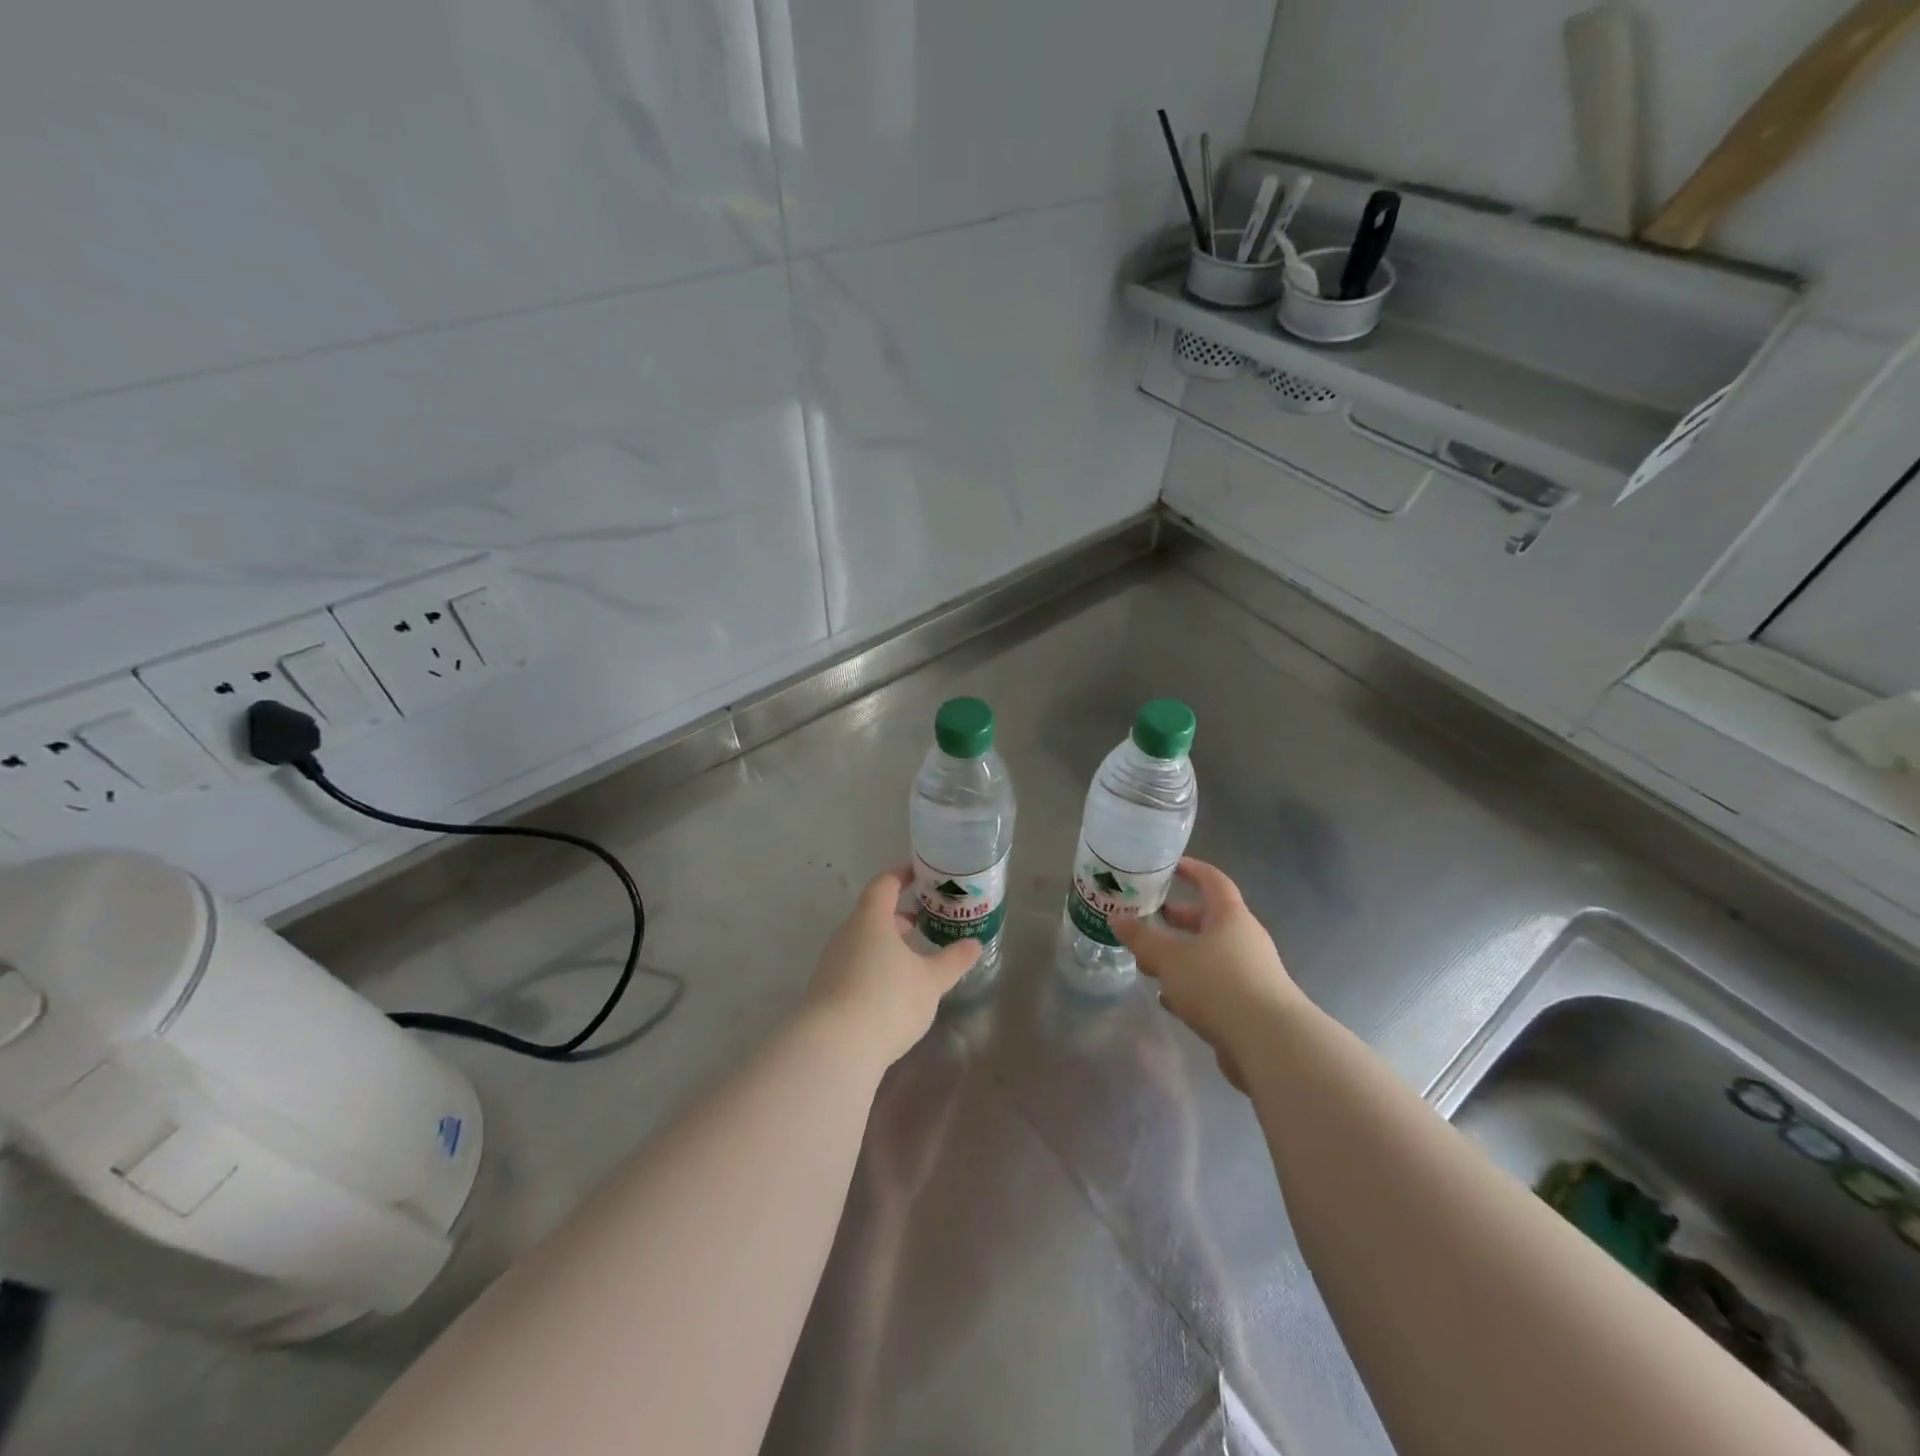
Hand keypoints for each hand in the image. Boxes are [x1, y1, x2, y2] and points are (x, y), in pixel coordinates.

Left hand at [803, 867, 979, 1066]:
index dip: (902, 876)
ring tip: (913, 958)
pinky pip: (854, 966)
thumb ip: (953, 960)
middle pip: (872, 914)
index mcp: (871, 919)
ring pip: (863, 942)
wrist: (833, 1049)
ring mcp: (831, 963)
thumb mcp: (931, 981)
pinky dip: (874, 966)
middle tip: (923, 922)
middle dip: (898, 916)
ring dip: (887, 944)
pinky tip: (891, 989)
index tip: (920, 875)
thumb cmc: (887, 1000)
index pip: (884, 885)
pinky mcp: (825, 991)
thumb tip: (974, 944)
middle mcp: (847, 934)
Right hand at [1113, 858, 1303, 1092]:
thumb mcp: (1170, 957)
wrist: (1269, 1043)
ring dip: (1180, 956)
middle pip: (1208, 920)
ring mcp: (1249, 973)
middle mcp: (1244, 939)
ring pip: (1208, 955)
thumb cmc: (1218, 984)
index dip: (1191, 870)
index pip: (1212, 881)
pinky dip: (1190, 986)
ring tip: (1148, 962)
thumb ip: (1142, 938)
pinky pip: (1213, 985)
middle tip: (1148, 917)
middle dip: (1178, 919)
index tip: (1169, 866)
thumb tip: (1116, 919)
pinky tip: (1168, 998)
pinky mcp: (1247, 1005)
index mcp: (1230, 916)